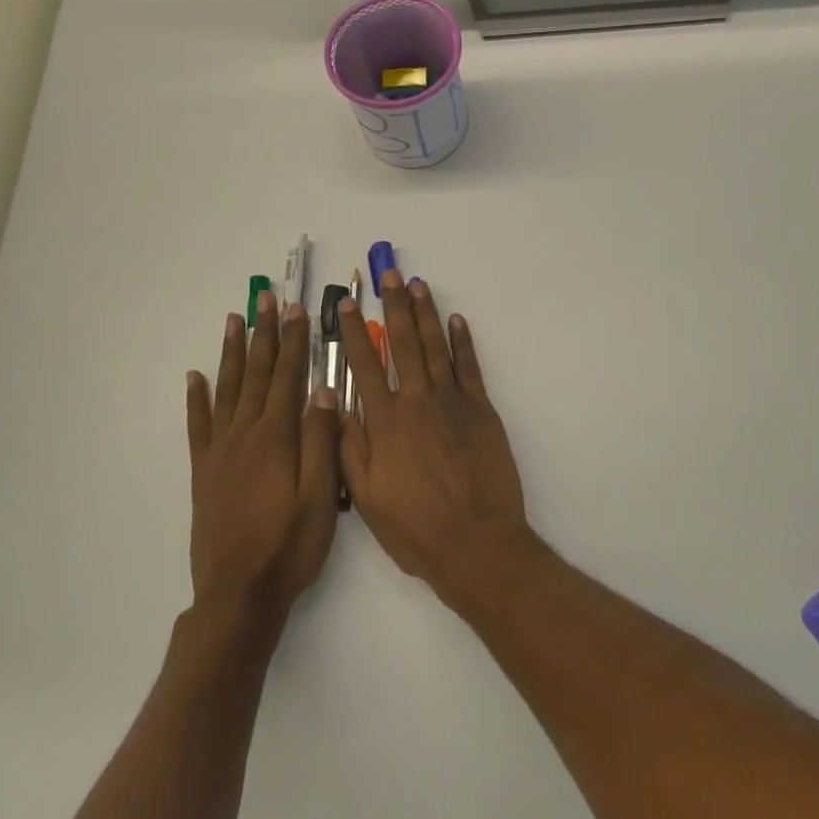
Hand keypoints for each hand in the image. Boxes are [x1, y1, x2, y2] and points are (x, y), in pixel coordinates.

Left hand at [186, 293, 339, 625]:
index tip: (296, 310)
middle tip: (265, 299)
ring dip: (231, 353)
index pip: (288, 377)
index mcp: (276, 438)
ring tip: (234, 320)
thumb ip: (323, 441)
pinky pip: (198, 426)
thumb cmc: (290, 546)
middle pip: (256, 373)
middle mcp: (244, 435)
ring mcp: (220, 452)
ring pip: (226, 390)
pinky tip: (195, 377)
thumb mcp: (322, 497)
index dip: (294, 341)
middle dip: (264, 334)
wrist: (239, 594)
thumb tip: (325, 390)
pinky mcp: (204, 472)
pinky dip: (196, 398)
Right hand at [336, 272, 531, 596]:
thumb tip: (335, 405)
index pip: (364, 365)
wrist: (476, 542)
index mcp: (385, 422)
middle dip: (393, 306)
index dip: (353, 332)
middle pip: (402, 343)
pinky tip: (456, 321)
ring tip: (417, 284)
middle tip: (388, 276)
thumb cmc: (415, 527)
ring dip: (426, 313)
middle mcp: (417, 401)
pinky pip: (470, 367)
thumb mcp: (365, 496)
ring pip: (435, 347)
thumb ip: (349, 447)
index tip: (346, 304)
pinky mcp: (482, 409)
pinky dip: (463, 341)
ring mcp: (453, 401)